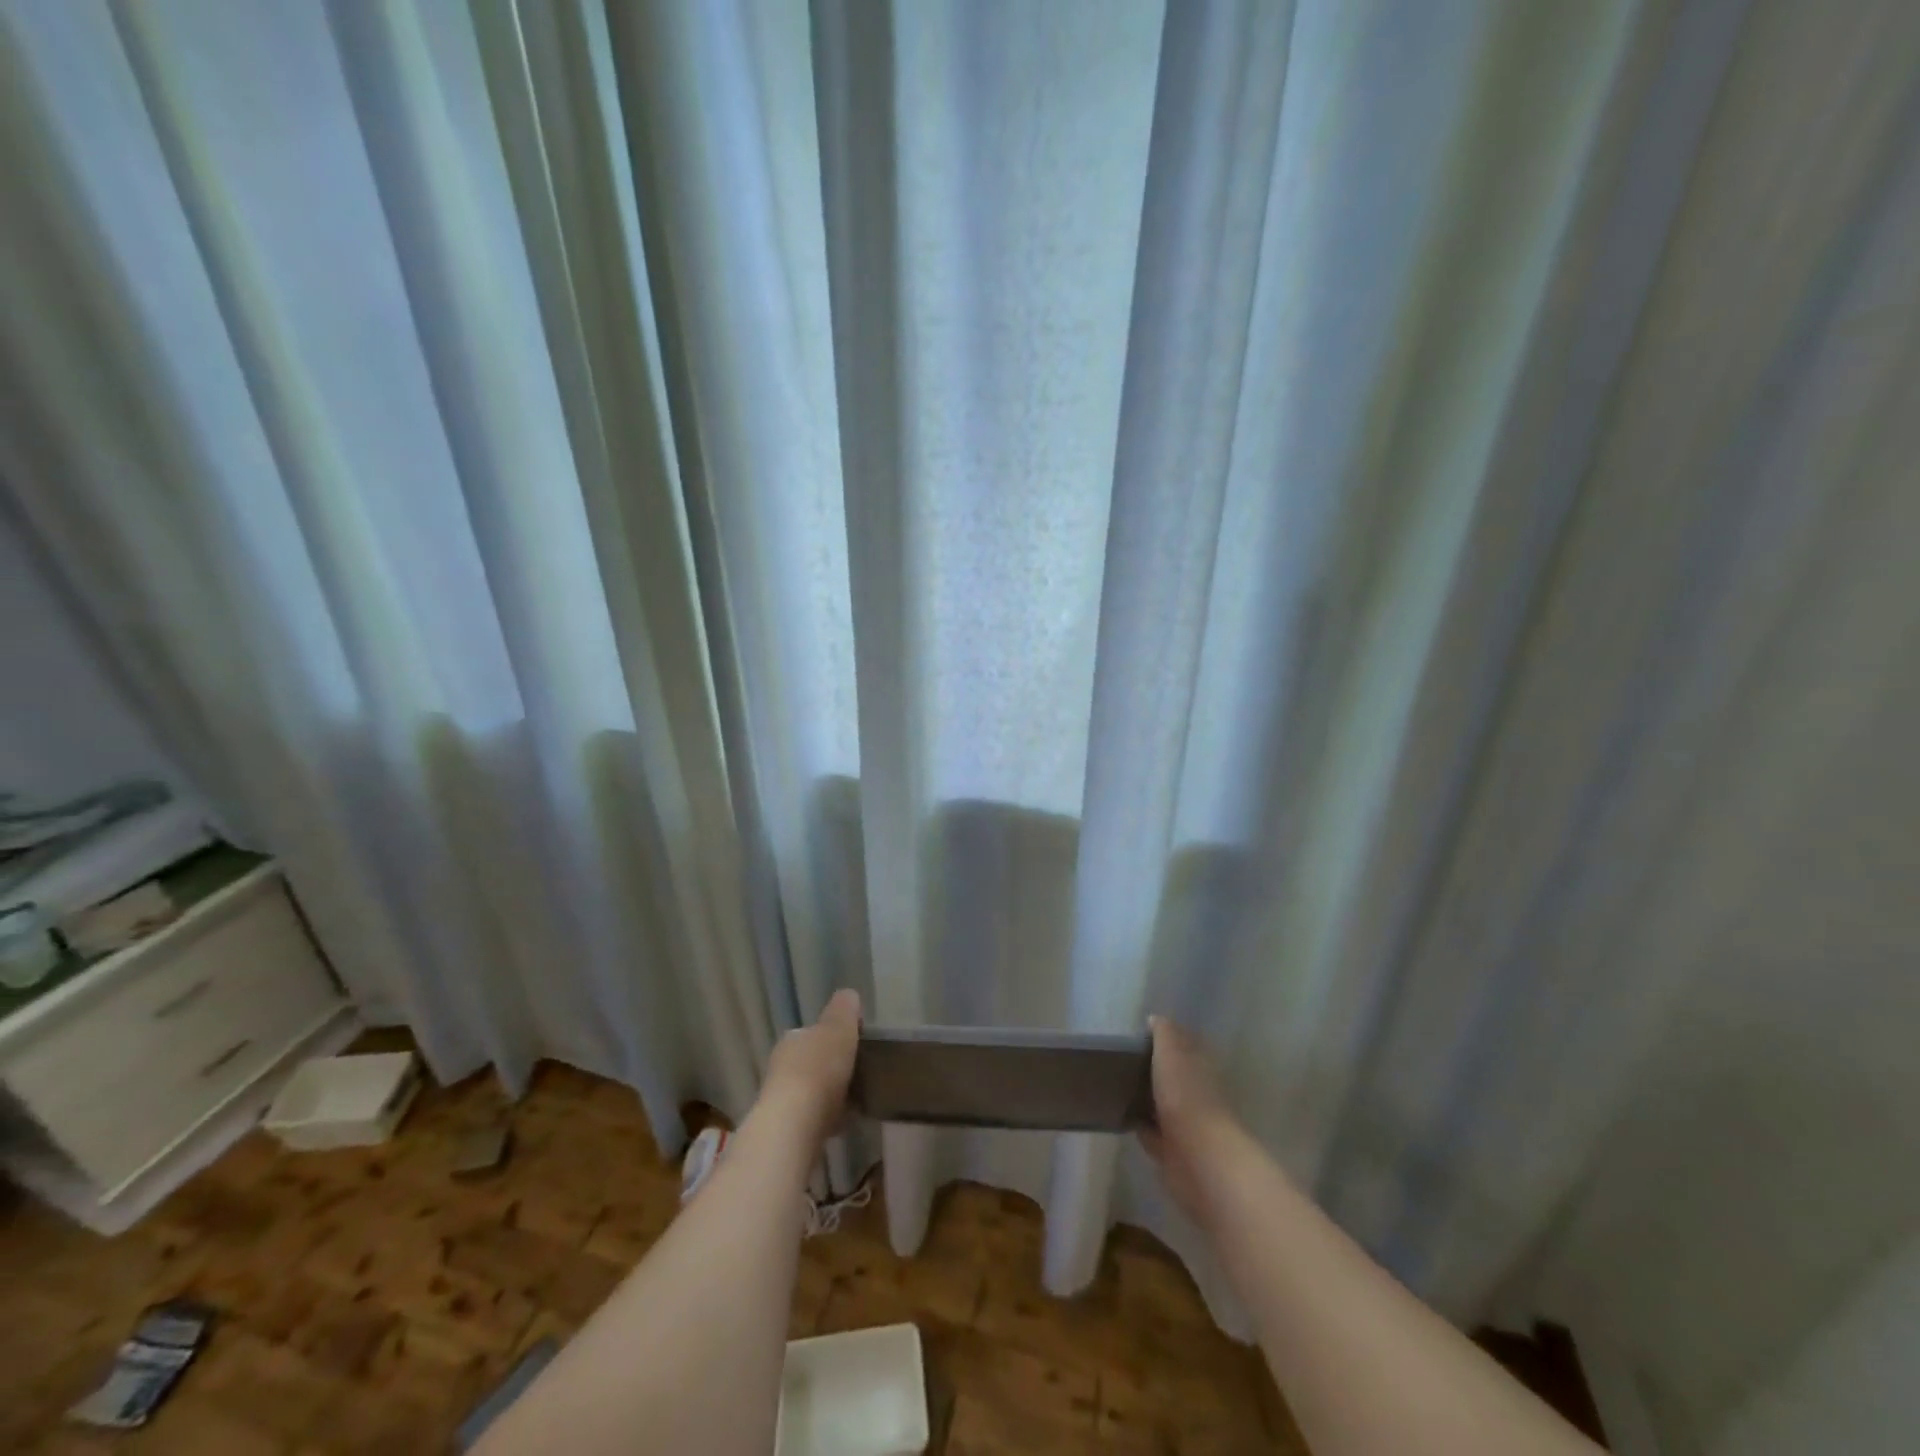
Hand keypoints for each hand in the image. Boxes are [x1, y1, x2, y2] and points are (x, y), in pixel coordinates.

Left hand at [758, 989, 860, 1144]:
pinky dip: (829, 1118)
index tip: (854, 1045)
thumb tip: (848, 995)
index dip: (833, 1037)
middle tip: (858, 1073)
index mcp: (792, 1039)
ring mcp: (782, 1101)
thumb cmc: (818, 1069)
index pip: (813, 1033)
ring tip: (856, 1100)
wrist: (794, 1127)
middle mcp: (781, 1066)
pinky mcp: (787, 1131)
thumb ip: (844, 1009)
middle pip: (811, 1062)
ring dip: (830, 1095)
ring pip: (812, 1091)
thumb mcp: (838, 1027)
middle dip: (831, 1067)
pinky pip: (814, 1118)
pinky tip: (846, 1123)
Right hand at [1140, 1015, 1238, 1223]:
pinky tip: (1122, 1118)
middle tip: (1120, 1060)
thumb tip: (1155, 1019)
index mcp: (1198, 1066)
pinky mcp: (1173, 1151)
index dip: (1164, 1039)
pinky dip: (1141, 1126)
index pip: (1183, 1045)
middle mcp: (1196, 1092)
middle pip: (1172, 1075)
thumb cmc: (1185, 1097)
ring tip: (1117, 1087)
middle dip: (1153, 1070)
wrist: (1199, 1158)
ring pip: (1162, 1104)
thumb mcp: (1171, 1054)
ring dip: (1146, 1099)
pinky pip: (1153, 1133)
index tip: (1137, 1035)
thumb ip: (1164, 1034)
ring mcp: (1186, 1123)